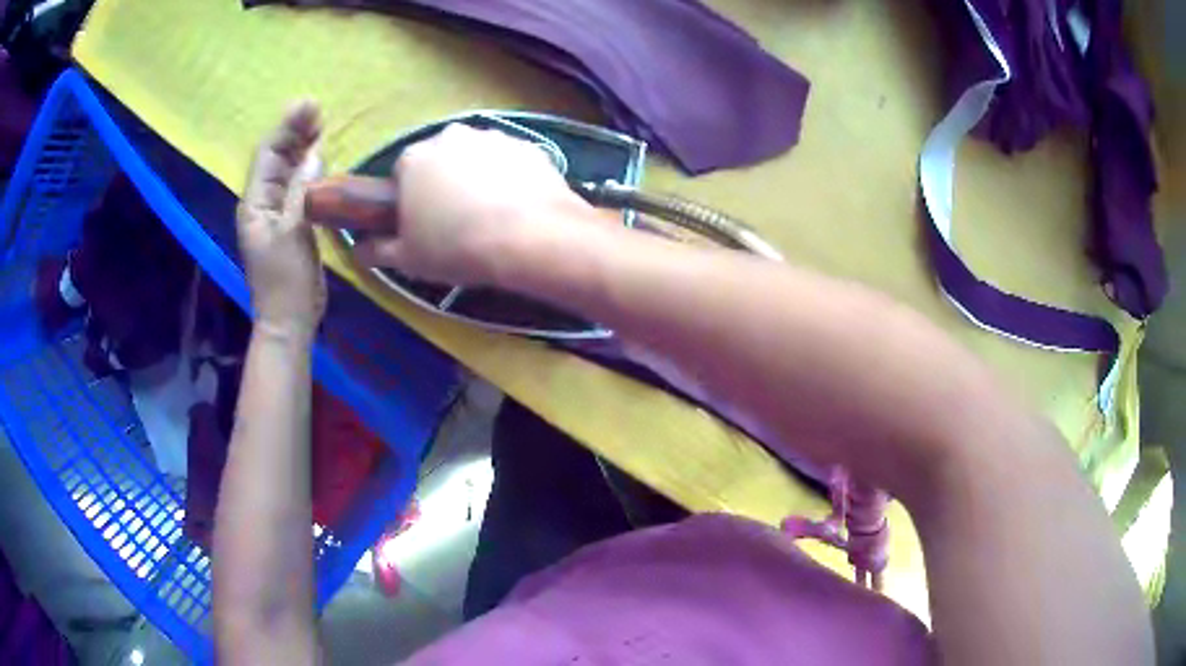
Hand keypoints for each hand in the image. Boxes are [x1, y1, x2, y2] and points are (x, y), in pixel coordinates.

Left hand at [238, 102, 326, 338]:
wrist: (290, 319)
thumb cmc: (285, 281)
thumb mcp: (292, 234)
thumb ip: (302, 192)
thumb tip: (316, 155)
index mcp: (255, 204)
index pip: (268, 155)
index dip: (286, 128)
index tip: (309, 106)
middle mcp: (263, 202)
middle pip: (276, 158)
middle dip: (294, 133)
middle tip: (318, 109)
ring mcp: (277, 212)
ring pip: (288, 170)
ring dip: (303, 147)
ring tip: (321, 124)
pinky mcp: (293, 221)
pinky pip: (299, 186)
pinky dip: (310, 169)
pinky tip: (322, 157)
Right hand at [324, 123, 594, 285]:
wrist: (528, 238)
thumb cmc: (455, 248)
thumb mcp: (407, 259)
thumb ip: (377, 250)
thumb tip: (358, 249)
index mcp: (413, 159)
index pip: (402, 174)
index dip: (411, 199)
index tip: (422, 223)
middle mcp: (450, 137)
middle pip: (440, 159)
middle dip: (444, 182)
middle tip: (457, 219)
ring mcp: (492, 136)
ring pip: (477, 157)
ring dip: (479, 176)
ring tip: (492, 214)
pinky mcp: (528, 145)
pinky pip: (511, 161)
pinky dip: (512, 177)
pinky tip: (520, 207)